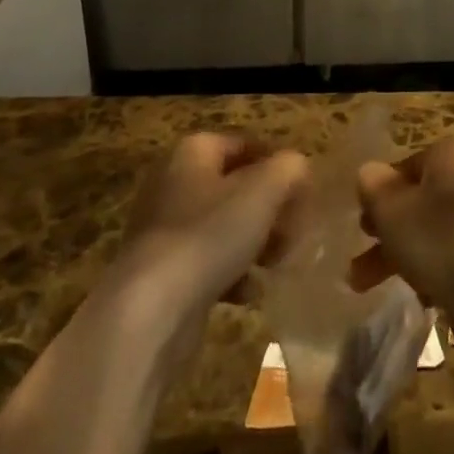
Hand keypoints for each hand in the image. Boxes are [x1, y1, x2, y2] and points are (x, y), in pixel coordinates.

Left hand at [117, 132, 307, 328]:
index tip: (303, 193)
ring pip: (223, 226)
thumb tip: (297, 167)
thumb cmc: (210, 235)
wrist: (150, 310)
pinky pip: (207, 262)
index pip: (245, 144)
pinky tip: (250, 293)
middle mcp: (173, 181)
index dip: (277, 164)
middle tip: (295, 232)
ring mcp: (163, 228)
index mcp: (193, 151)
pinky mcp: (161, 271)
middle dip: (269, 209)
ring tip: (278, 263)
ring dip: (255, 243)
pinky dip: (232, 274)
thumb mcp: (262, 191)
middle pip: (235, 187)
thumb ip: (288, 170)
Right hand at [352, 139, 453, 376]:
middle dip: (383, 230)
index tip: (360, 219)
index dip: (380, 191)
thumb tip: (369, 173)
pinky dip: (427, 278)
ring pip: (427, 236)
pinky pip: (447, 265)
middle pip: (415, 203)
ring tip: (362, 285)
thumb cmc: (441, 238)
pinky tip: (416, 298)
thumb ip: (374, 188)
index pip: (405, 167)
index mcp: (447, 158)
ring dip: (396, 258)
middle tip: (357, 253)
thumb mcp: (393, 208)